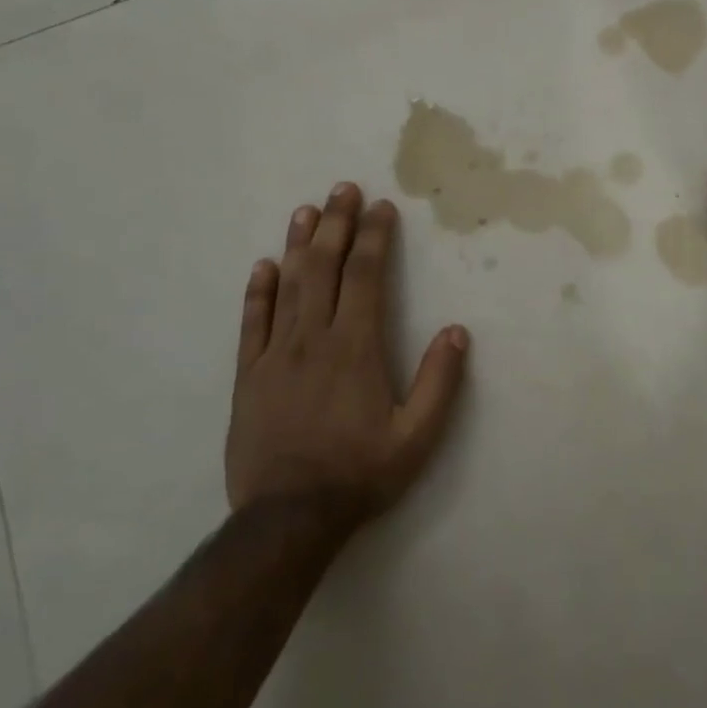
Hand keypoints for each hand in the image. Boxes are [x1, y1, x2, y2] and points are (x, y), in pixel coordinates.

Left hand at [226, 183, 468, 529]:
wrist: (287, 519)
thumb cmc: (359, 474)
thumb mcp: (417, 437)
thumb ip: (440, 381)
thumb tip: (458, 331)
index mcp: (356, 347)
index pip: (366, 276)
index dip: (375, 238)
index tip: (381, 208)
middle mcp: (314, 339)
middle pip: (324, 268)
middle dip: (336, 224)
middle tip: (343, 188)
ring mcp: (275, 355)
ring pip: (288, 286)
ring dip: (298, 244)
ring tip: (306, 210)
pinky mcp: (249, 376)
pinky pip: (252, 323)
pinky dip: (258, 291)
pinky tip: (263, 266)